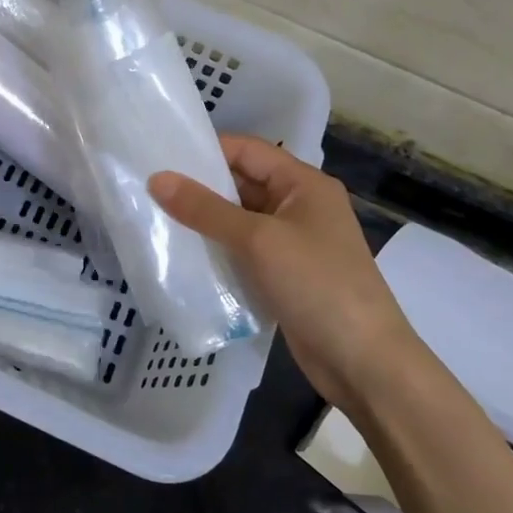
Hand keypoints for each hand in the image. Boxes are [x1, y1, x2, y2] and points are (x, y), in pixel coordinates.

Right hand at [148, 135, 415, 403]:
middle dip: (199, 188)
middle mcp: (299, 206)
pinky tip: (182, 256)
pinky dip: (217, 251)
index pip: (247, 151)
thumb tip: (157, 179)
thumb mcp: (258, 240)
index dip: (206, 151)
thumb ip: (205, 209)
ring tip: (155, 220)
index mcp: (303, 184)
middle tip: (147, 190)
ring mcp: (292, 243)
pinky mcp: (284, 275)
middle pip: (241, 184)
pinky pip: (243, 252)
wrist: (364, 362)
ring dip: (204, 222)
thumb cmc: (316, 285)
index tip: (160, 157)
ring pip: (239, 221)